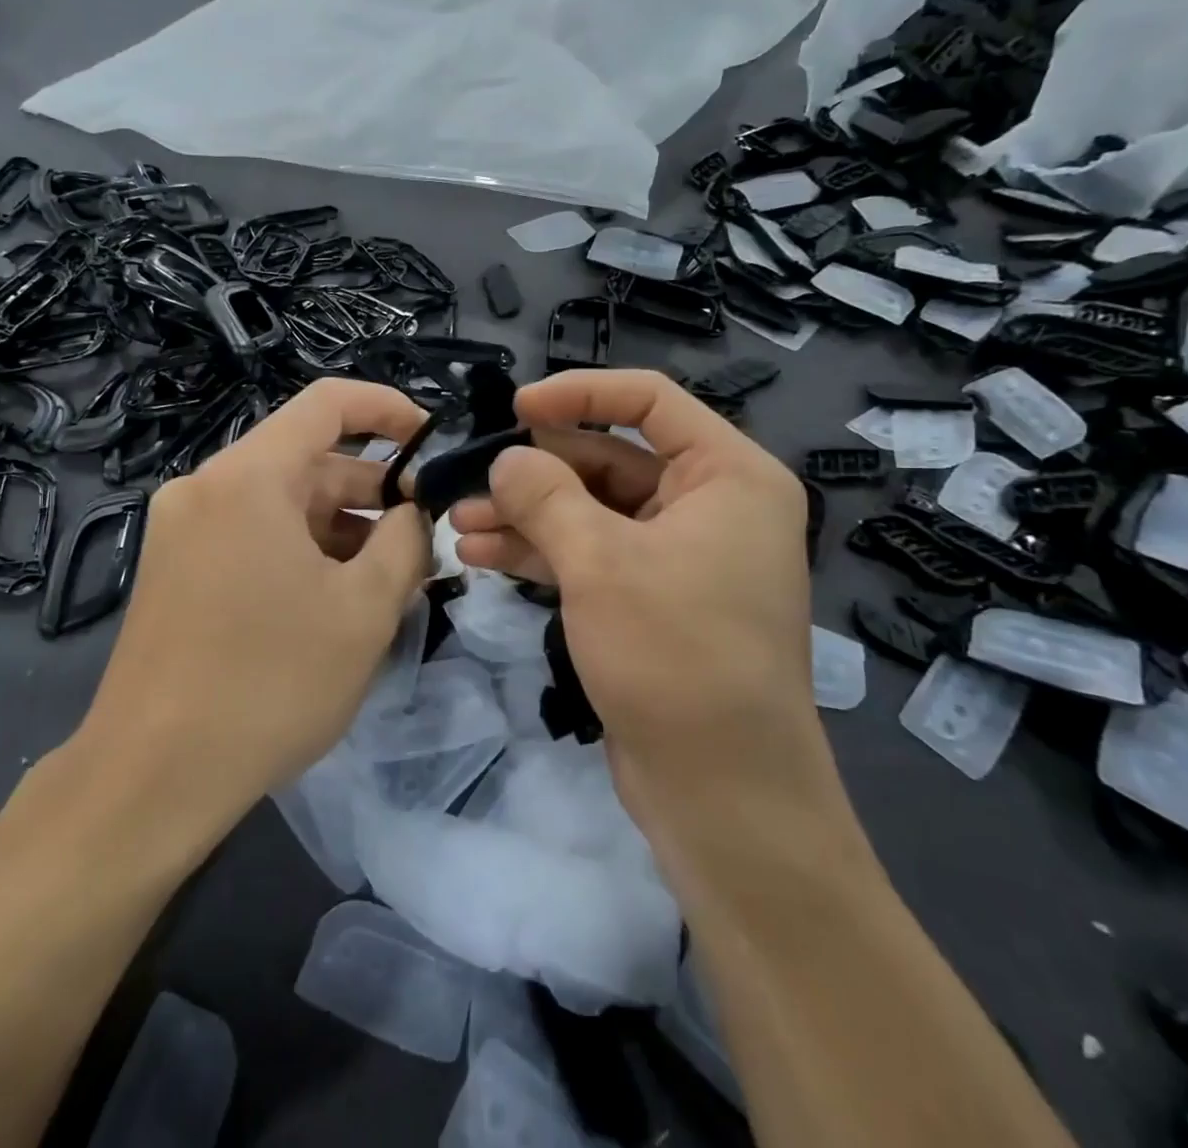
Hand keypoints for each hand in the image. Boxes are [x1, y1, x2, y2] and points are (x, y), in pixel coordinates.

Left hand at [77, 379, 433, 835]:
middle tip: (422, 542)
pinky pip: (252, 535)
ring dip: (339, 530)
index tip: (433, 442)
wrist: (152, 777)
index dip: (390, 410)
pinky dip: (300, 552)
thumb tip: (412, 513)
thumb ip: (406, 542)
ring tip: (387, 583)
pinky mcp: (174, 567)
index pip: (329, 404)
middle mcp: (207, 486)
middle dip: (372, 495)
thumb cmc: (270, 683)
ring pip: (282, 504)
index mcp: (249, 477)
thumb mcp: (364, 611)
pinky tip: (334, 601)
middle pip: (307, 462)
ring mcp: (183, 528)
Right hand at [449, 369, 847, 878]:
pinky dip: (542, 552)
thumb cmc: (675, 656)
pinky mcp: (653, 600)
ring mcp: (681, 556)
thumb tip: (506, 459)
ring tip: (460, 521)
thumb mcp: (600, 562)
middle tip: (472, 478)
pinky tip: (482, 555)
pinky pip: (593, 555)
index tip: (515, 408)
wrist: (723, 793)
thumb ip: (545, 496)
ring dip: (527, 514)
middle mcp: (711, 506)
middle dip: (537, 471)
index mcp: (728, 476)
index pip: (650, 400)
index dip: (579, 394)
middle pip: (611, 459)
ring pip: (593, 511)